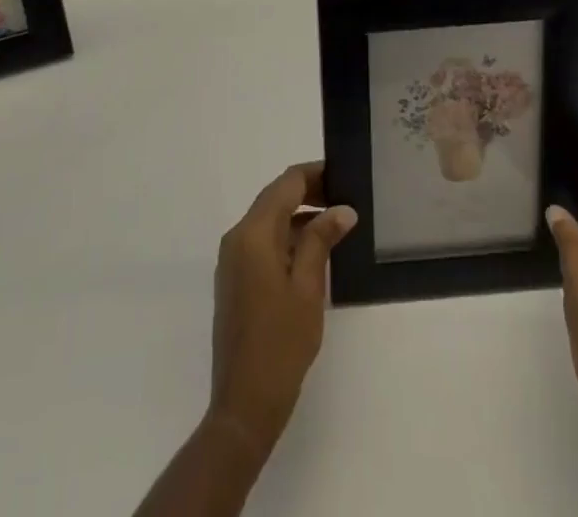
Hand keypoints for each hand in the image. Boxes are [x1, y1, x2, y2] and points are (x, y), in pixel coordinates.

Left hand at [209, 162, 356, 457]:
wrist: (244, 403)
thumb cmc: (281, 343)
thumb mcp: (309, 288)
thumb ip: (322, 241)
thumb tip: (342, 209)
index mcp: (254, 233)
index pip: (286, 184)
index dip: (315, 174)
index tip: (344, 175)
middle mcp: (237, 237)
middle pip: (275, 198)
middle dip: (309, 193)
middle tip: (345, 200)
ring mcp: (232, 259)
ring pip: (269, 220)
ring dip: (299, 216)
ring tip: (336, 225)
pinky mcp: (234, 278)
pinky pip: (262, 242)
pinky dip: (287, 237)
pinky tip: (313, 252)